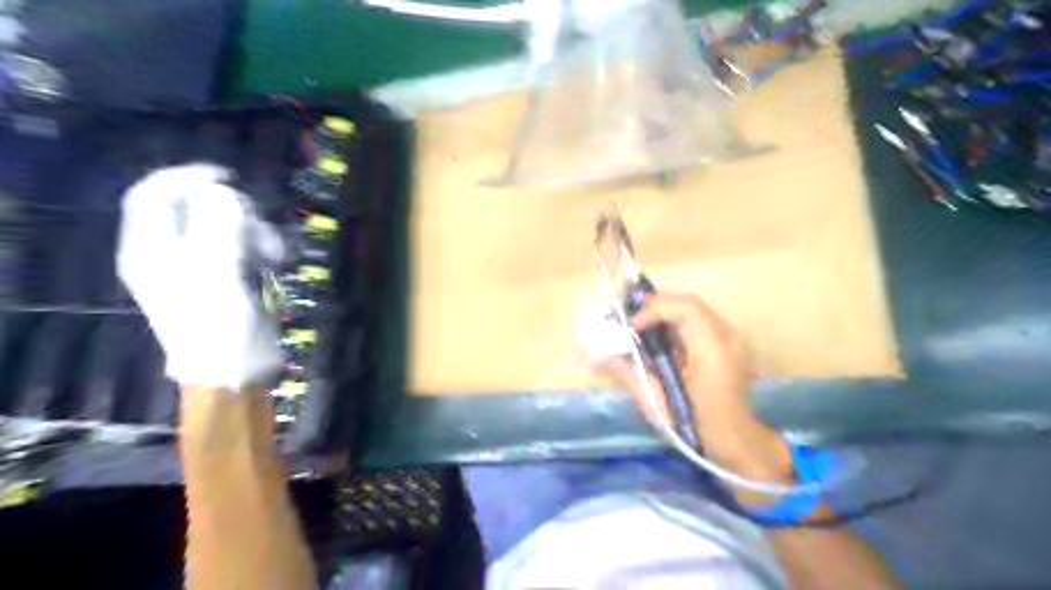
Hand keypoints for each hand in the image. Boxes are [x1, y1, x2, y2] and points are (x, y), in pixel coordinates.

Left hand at [114, 164, 283, 388]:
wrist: (235, 372)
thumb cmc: (220, 326)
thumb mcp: (217, 273)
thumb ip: (217, 227)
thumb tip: (223, 192)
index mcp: (152, 250)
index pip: (153, 195)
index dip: (185, 178)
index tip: (227, 177)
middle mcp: (170, 254)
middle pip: (196, 209)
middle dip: (234, 212)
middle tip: (262, 228)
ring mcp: (199, 267)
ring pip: (224, 227)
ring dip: (254, 232)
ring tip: (275, 253)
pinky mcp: (225, 280)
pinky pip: (240, 247)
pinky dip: (260, 248)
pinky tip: (276, 262)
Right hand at [595, 292, 791, 500]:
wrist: (734, 442)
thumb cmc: (695, 425)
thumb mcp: (658, 401)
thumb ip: (629, 373)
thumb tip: (596, 357)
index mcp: (713, 349)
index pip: (686, 308)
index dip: (654, 309)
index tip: (631, 327)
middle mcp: (726, 337)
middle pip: (689, 304)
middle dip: (656, 306)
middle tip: (630, 320)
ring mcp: (730, 341)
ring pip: (694, 311)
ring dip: (665, 313)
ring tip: (640, 326)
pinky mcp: (726, 346)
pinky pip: (698, 323)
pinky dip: (675, 324)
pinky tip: (658, 338)